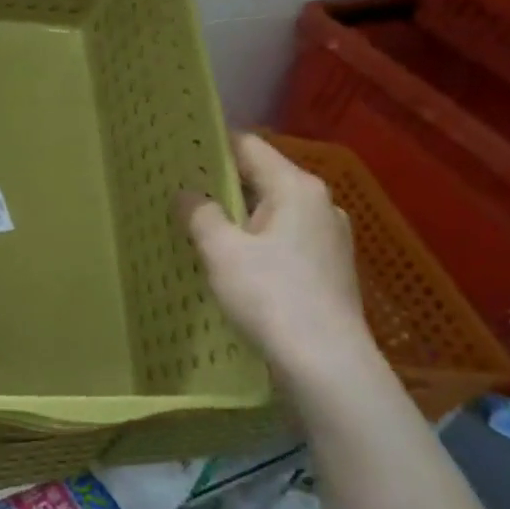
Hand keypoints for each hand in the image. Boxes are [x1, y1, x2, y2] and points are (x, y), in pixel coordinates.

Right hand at [178, 133, 384, 406]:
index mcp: (297, 188)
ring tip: (200, 226)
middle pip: (263, 178)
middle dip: (222, 184)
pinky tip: (234, 261)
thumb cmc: (271, 295)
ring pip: (273, 212)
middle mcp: (320, 204)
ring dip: (239, 216)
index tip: (179, 150)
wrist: (326, 363)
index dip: (213, 145)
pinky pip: (285, 239)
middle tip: (180, 190)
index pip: (249, 147)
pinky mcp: (330, 268)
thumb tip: (186, 193)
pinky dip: (257, 241)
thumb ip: (199, 214)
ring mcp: (330, 237)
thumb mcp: (221, 251)